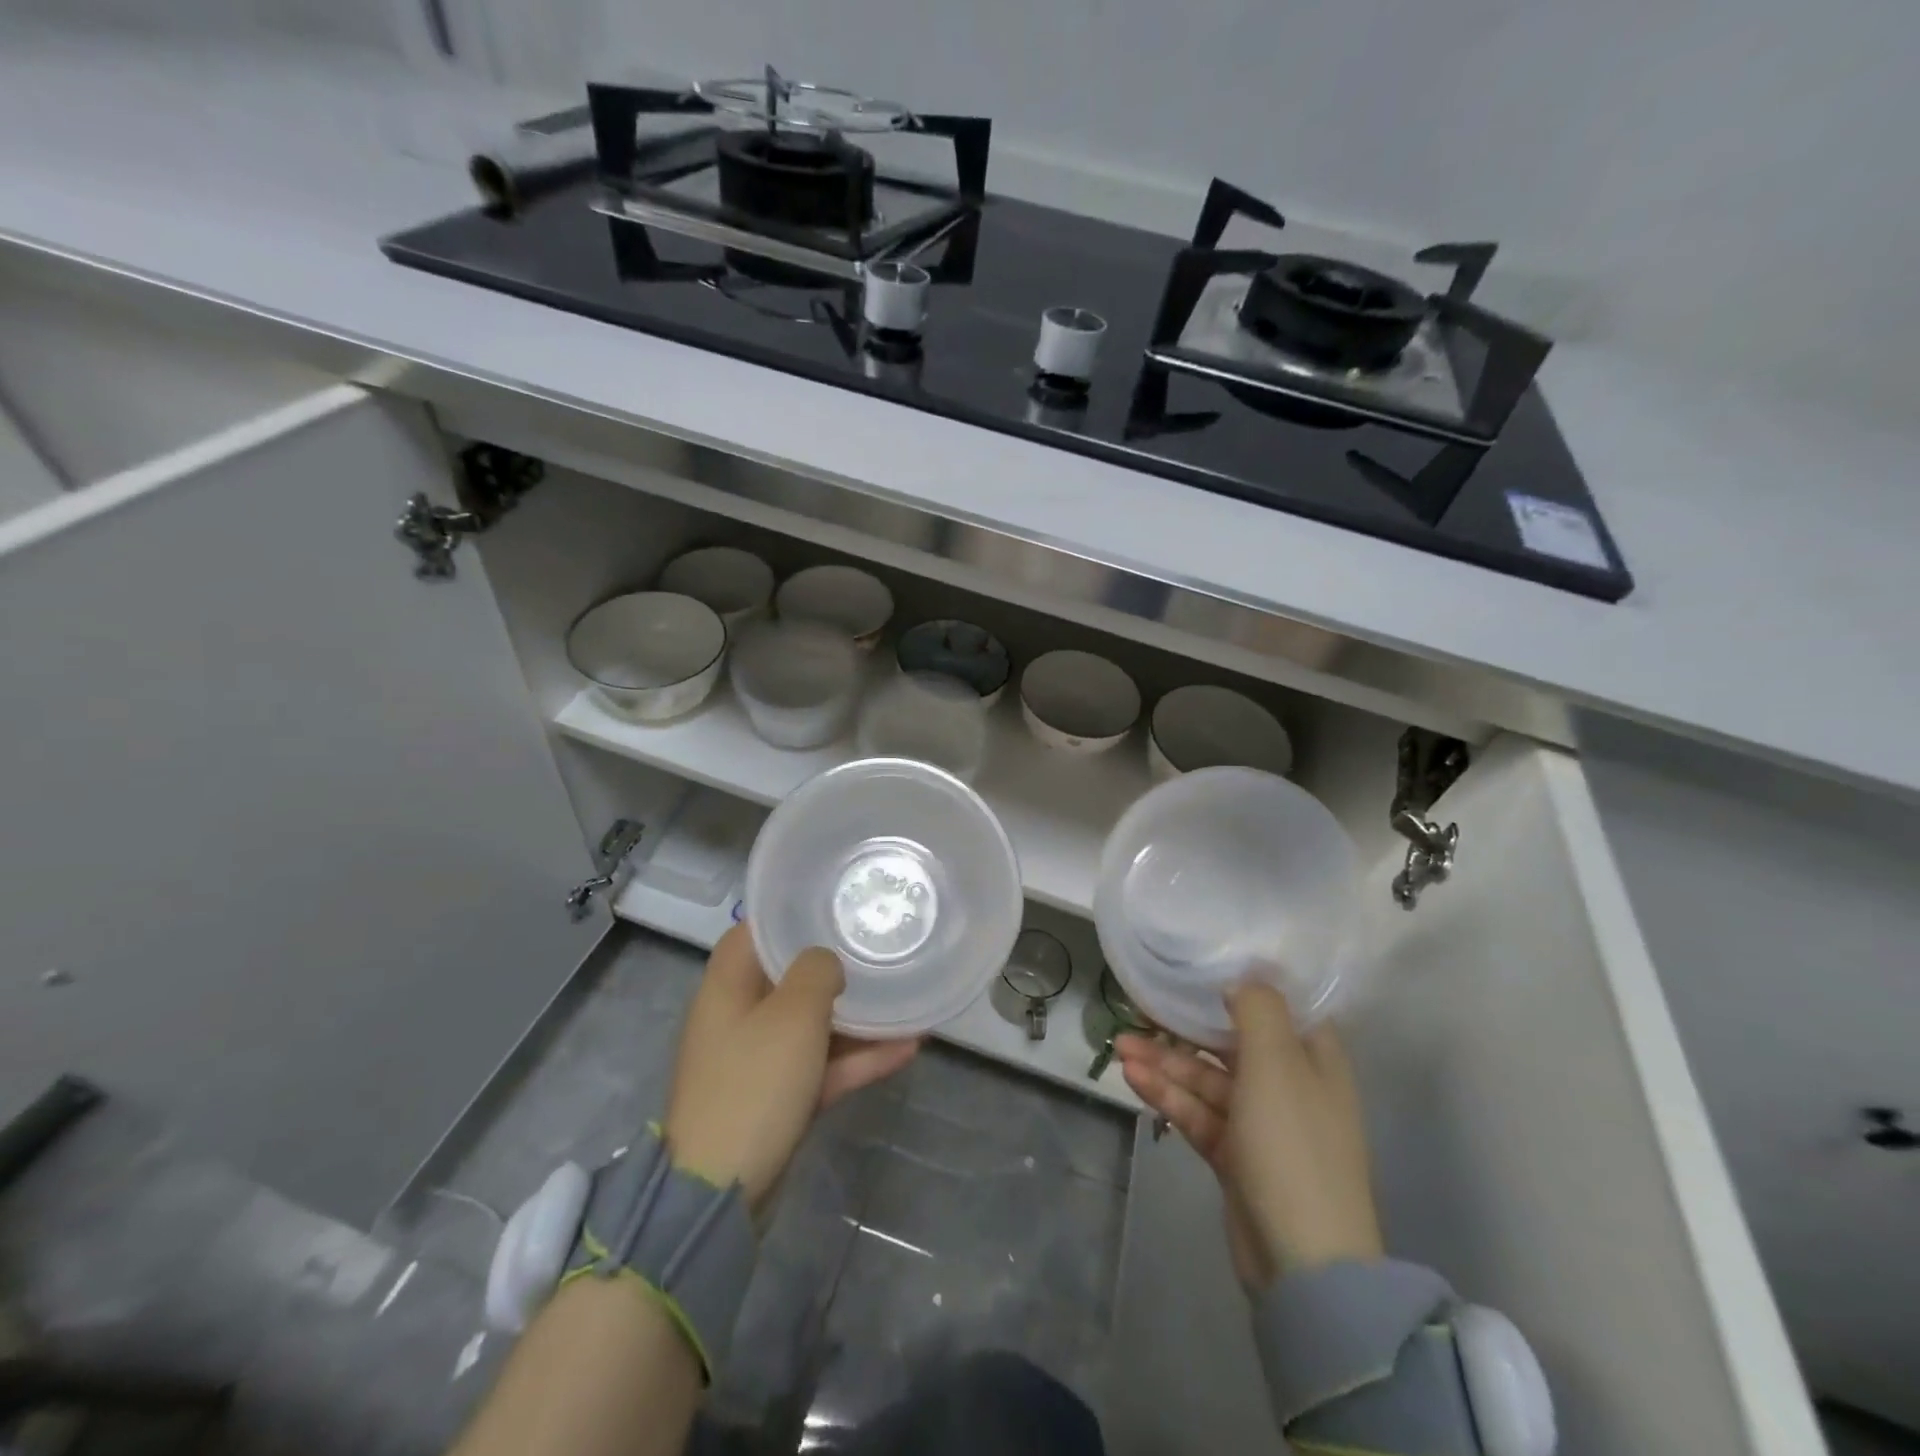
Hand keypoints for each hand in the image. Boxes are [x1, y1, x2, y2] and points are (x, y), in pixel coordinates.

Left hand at [665, 923, 917, 1213]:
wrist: (721, 1192)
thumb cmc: (754, 1083)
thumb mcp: (793, 1013)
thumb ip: (816, 971)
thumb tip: (825, 963)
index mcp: (728, 985)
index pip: (756, 931)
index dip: (792, 915)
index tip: (835, 905)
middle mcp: (739, 1015)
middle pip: (790, 976)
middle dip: (836, 964)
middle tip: (880, 946)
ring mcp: (758, 1060)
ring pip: (812, 1024)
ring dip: (858, 1016)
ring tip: (907, 998)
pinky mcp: (776, 1097)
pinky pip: (821, 1065)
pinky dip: (857, 1057)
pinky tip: (908, 1047)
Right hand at [1116, 983, 1381, 1287]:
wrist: (1304, 1261)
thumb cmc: (1293, 1144)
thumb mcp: (1277, 1063)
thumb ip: (1258, 1009)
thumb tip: (1240, 980)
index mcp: (1313, 1059)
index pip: (1279, 1007)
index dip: (1242, 984)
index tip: (1199, 964)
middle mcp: (1289, 1084)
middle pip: (1231, 1041)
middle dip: (1185, 1025)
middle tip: (1139, 1006)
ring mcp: (1260, 1123)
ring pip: (1206, 1078)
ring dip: (1165, 1061)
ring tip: (1119, 1046)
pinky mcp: (1234, 1154)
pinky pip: (1197, 1112)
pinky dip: (1168, 1095)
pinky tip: (1132, 1078)